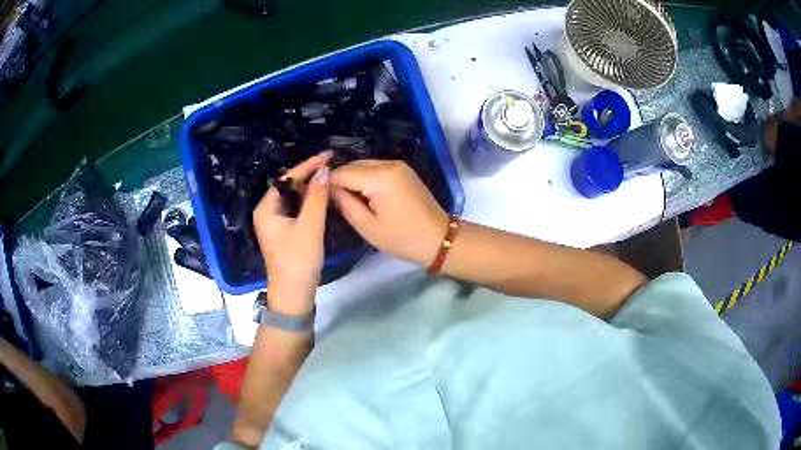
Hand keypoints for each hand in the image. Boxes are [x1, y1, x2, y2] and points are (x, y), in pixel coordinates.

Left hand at [253, 152, 331, 315]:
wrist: (293, 294)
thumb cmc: (298, 260)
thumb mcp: (310, 226)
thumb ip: (317, 197)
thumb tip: (324, 170)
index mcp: (266, 208)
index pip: (287, 179)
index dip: (308, 165)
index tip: (328, 156)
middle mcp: (267, 212)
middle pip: (289, 186)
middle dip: (309, 175)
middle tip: (331, 166)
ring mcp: (275, 223)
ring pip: (293, 198)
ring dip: (310, 188)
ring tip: (330, 178)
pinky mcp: (284, 232)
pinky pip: (296, 209)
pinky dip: (309, 202)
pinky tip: (322, 198)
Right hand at [330, 160, 448, 266]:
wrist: (438, 239)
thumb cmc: (402, 238)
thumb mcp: (367, 226)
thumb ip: (344, 203)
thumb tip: (327, 190)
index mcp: (379, 177)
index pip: (343, 173)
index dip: (327, 184)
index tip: (317, 197)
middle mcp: (388, 163)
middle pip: (353, 165)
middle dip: (339, 180)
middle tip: (329, 200)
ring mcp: (398, 165)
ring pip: (364, 165)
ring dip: (352, 179)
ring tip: (344, 199)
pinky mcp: (403, 171)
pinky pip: (376, 169)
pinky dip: (365, 178)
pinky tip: (362, 195)